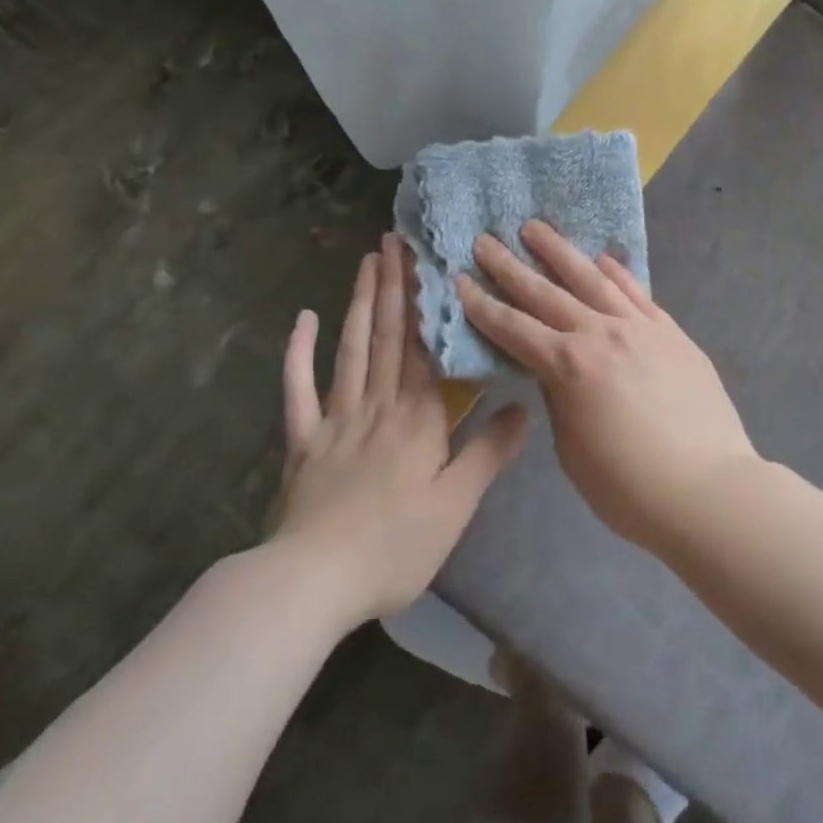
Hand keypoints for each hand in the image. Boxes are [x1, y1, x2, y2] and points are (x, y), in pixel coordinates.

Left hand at [273, 234, 528, 628]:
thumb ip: (489, 452)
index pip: (426, 348)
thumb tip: (524, 407)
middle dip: (393, 285)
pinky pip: (298, 388)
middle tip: (393, 241)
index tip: (429, 262)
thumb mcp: (456, 506)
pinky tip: (303, 319)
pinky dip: (299, 352)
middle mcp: (377, 404)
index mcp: (417, 418)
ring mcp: (336, 418)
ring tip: (366, 262)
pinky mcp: (303, 439)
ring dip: (360, 303)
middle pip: (388, 336)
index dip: (429, 303)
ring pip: (351, 348)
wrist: (316, 581)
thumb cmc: (396, 546)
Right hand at [456, 221, 755, 553]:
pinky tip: (602, 258)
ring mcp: (639, 327)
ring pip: (591, 279)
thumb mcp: (572, 449)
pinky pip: (637, 292)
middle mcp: (599, 333)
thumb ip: (560, 399)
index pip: (513, 327)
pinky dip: (616, 272)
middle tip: (486, 240)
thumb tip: (555, 370)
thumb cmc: (628, 486)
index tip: (460, 278)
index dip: (482, 304)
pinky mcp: (670, 331)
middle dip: (510, 266)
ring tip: (536, 228)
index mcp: (568, 365)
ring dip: (559, 251)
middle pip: (545, 293)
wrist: (708, 489)